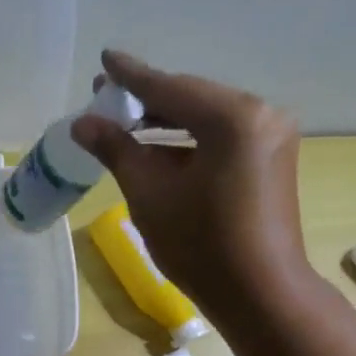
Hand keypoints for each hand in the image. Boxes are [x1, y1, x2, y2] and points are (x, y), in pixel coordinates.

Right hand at [72, 49, 309, 323]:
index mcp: (232, 117)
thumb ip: (117, 150)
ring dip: (167, 123)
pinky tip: (160, 149)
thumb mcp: (150, 195)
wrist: (260, 295)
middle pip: (191, 99)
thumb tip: (83, 123)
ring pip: (207, 119)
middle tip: (105, 100)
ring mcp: (271, 137)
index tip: (104, 59)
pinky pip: (222, 138)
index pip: (169, 88)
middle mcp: (260, 114)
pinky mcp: (271, 160)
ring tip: (125, 125)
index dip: (131, 76)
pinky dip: (190, 141)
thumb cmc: (201, 247)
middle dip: (147, 101)